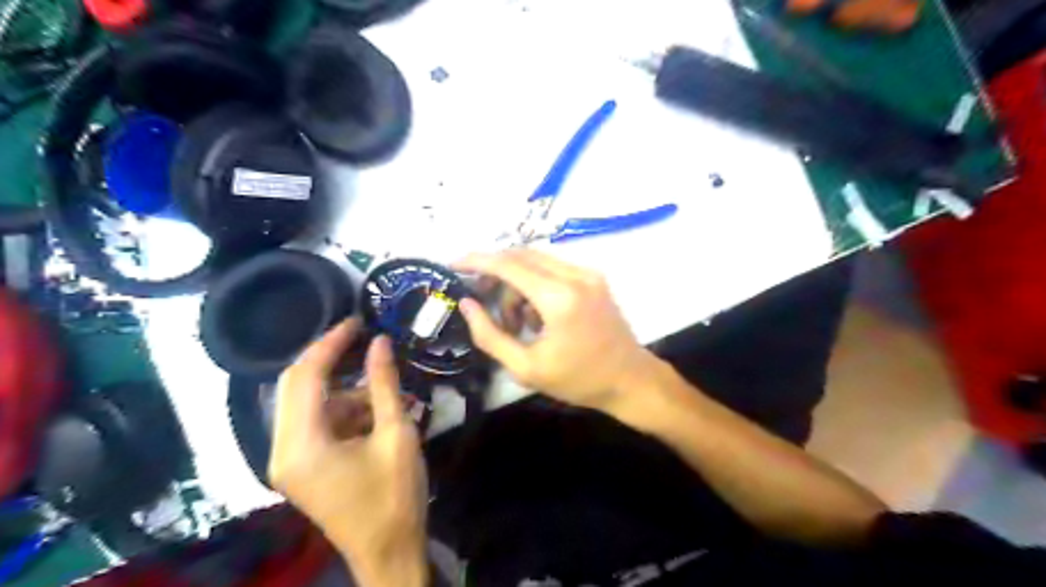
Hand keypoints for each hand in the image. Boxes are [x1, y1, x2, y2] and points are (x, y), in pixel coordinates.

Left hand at [272, 320, 433, 586]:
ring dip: (347, 391)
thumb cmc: (394, 496)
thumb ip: (383, 384)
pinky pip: (319, 423)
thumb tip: (380, 341)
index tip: (357, 321)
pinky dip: (347, 412)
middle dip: (332, 360)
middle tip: (365, 339)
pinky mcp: (303, 466)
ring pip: (312, 404)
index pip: (305, 377)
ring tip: (390, 393)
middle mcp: (283, 450)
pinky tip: (381, 413)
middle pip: (297, 387)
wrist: (389, 552)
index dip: (330, 343)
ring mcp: (290, 460)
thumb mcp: (395, 434)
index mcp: (301, 445)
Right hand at [457, 250, 652, 409]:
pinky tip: (536, 315)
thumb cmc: (578, 380)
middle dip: (495, 272)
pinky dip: (535, 283)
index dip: (477, 260)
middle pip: (521, 256)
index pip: (508, 264)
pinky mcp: (595, 278)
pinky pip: (554, 268)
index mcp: (559, 298)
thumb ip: (490, 335)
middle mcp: (575, 275)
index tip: (453, 264)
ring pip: (537, 260)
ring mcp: (588, 273)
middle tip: (480, 297)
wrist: (630, 379)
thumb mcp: (526, 368)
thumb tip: (467, 305)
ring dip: (516, 281)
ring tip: (514, 320)